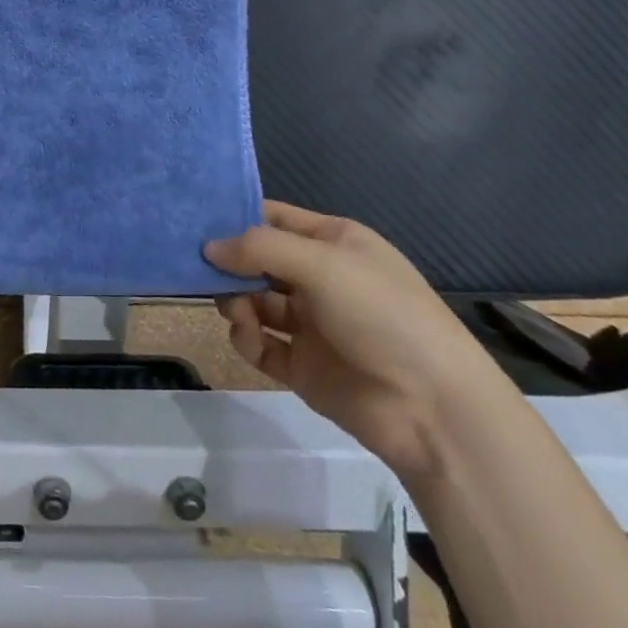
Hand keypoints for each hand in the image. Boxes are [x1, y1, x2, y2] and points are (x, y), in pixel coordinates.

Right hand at [206, 200, 497, 482]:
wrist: (433, 409)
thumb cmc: (381, 314)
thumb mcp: (322, 264)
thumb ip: (260, 248)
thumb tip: (208, 247)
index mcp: (334, 242)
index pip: (275, 218)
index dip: (237, 218)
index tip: (194, 222)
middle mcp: (320, 278)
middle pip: (258, 261)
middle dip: (229, 264)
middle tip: (198, 270)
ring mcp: (312, 324)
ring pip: (255, 301)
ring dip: (236, 301)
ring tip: (235, 310)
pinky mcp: (303, 366)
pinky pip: (260, 343)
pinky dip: (247, 337)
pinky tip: (248, 336)